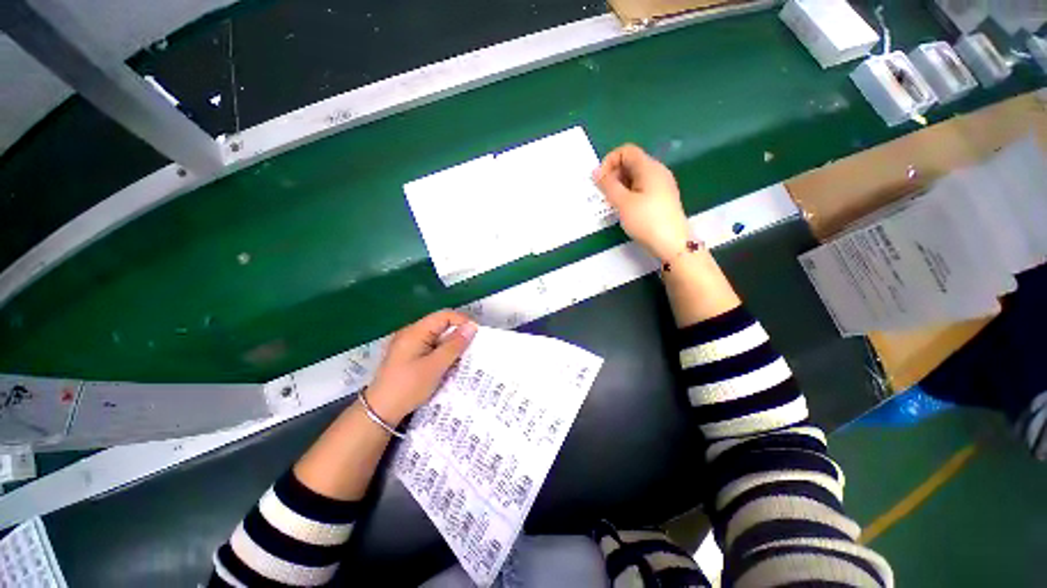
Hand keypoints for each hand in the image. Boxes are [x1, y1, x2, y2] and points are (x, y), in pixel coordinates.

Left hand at [367, 310, 476, 423]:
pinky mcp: (409, 355)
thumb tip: (472, 326)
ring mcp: (409, 344)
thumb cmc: (408, 387)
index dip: (462, 321)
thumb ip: (454, 345)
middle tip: (473, 348)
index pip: (444, 316)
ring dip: (451, 345)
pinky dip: (443, 353)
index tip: (477, 335)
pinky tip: (450, 364)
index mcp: (415, 331)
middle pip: (441, 325)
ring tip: (465, 357)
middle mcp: (411, 333)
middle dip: (458, 334)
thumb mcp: (435, 366)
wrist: (379, 412)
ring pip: (438, 337)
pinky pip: (431, 347)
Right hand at [593, 144, 689, 260]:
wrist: (672, 243)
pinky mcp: (661, 198)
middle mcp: (657, 172)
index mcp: (649, 167)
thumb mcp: (623, 202)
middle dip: (613, 174)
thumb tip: (595, 172)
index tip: (600, 181)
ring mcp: (661, 185)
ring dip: (619, 186)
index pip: (626, 151)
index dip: (609, 161)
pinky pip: (641, 188)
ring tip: (612, 203)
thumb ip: (608, 185)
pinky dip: (628, 193)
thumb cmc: (646, 220)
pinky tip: (624, 209)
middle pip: (631, 163)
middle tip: (604, 194)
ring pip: (635, 177)